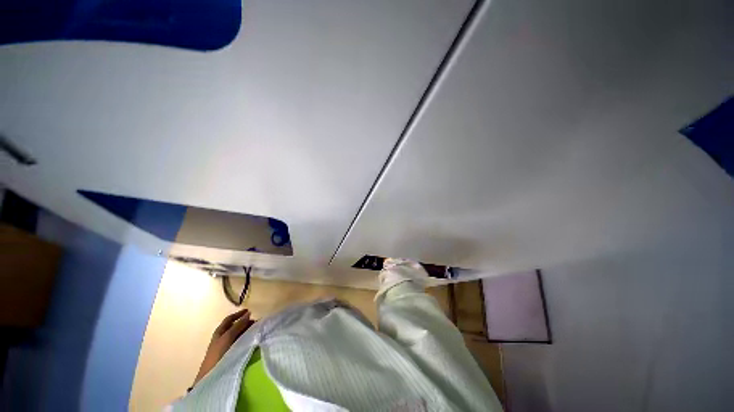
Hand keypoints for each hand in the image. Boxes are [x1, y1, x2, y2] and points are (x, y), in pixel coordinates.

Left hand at [193, 308, 253, 385]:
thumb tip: (248, 313)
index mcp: (219, 331)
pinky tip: (251, 341)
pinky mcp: (229, 354)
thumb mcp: (228, 337)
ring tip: (256, 332)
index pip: (230, 319)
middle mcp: (222, 337)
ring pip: (238, 334)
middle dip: (245, 323)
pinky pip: (239, 342)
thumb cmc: (218, 353)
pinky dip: (246, 339)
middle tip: (256, 324)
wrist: (211, 375)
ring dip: (247, 331)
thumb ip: (238, 325)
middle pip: (235, 326)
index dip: (239, 314)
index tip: (250, 311)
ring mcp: (225, 346)